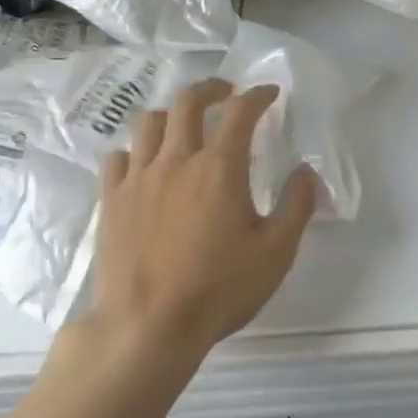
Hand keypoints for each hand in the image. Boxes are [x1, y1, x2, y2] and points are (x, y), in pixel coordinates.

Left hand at [90, 79, 318, 364]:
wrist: (147, 328)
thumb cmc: (218, 290)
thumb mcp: (276, 253)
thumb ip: (296, 206)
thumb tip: (306, 170)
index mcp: (220, 167)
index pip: (240, 111)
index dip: (257, 95)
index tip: (268, 93)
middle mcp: (177, 160)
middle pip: (188, 102)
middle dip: (211, 88)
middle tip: (225, 93)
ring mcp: (139, 177)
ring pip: (149, 122)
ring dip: (171, 115)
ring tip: (182, 125)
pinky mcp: (111, 200)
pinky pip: (118, 157)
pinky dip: (134, 152)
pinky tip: (143, 165)